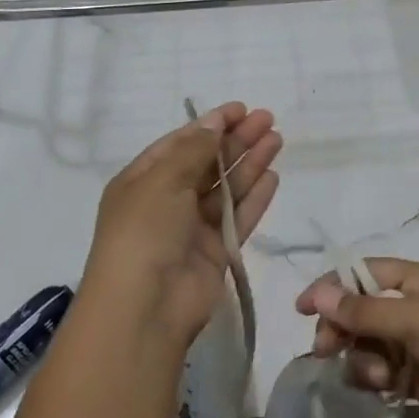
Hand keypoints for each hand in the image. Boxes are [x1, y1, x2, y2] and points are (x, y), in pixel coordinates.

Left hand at [83, 103, 280, 349]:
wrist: (145, 308)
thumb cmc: (144, 233)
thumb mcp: (162, 181)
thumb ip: (194, 150)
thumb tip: (215, 122)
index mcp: (142, 181)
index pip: (180, 144)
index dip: (210, 125)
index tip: (241, 109)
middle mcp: (166, 201)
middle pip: (207, 163)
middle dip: (236, 140)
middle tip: (268, 120)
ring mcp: (192, 228)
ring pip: (226, 188)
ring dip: (250, 163)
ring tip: (277, 139)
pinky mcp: (216, 251)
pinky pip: (238, 218)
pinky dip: (255, 198)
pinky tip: (273, 177)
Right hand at [296, 257, 418, 417]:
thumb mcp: (416, 320)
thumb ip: (364, 311)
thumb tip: (317, 294)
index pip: (366, 273)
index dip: (334, 286)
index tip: (302, 308)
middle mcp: (415, 308)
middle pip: (361, 311)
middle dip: (342, 329)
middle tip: (325, 350)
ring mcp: (415, 345)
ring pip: (367, 344)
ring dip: (362, 359)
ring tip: (378, 377)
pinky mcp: (416, 379)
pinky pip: (379, 372)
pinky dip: (373, 379)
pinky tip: (381, 389)